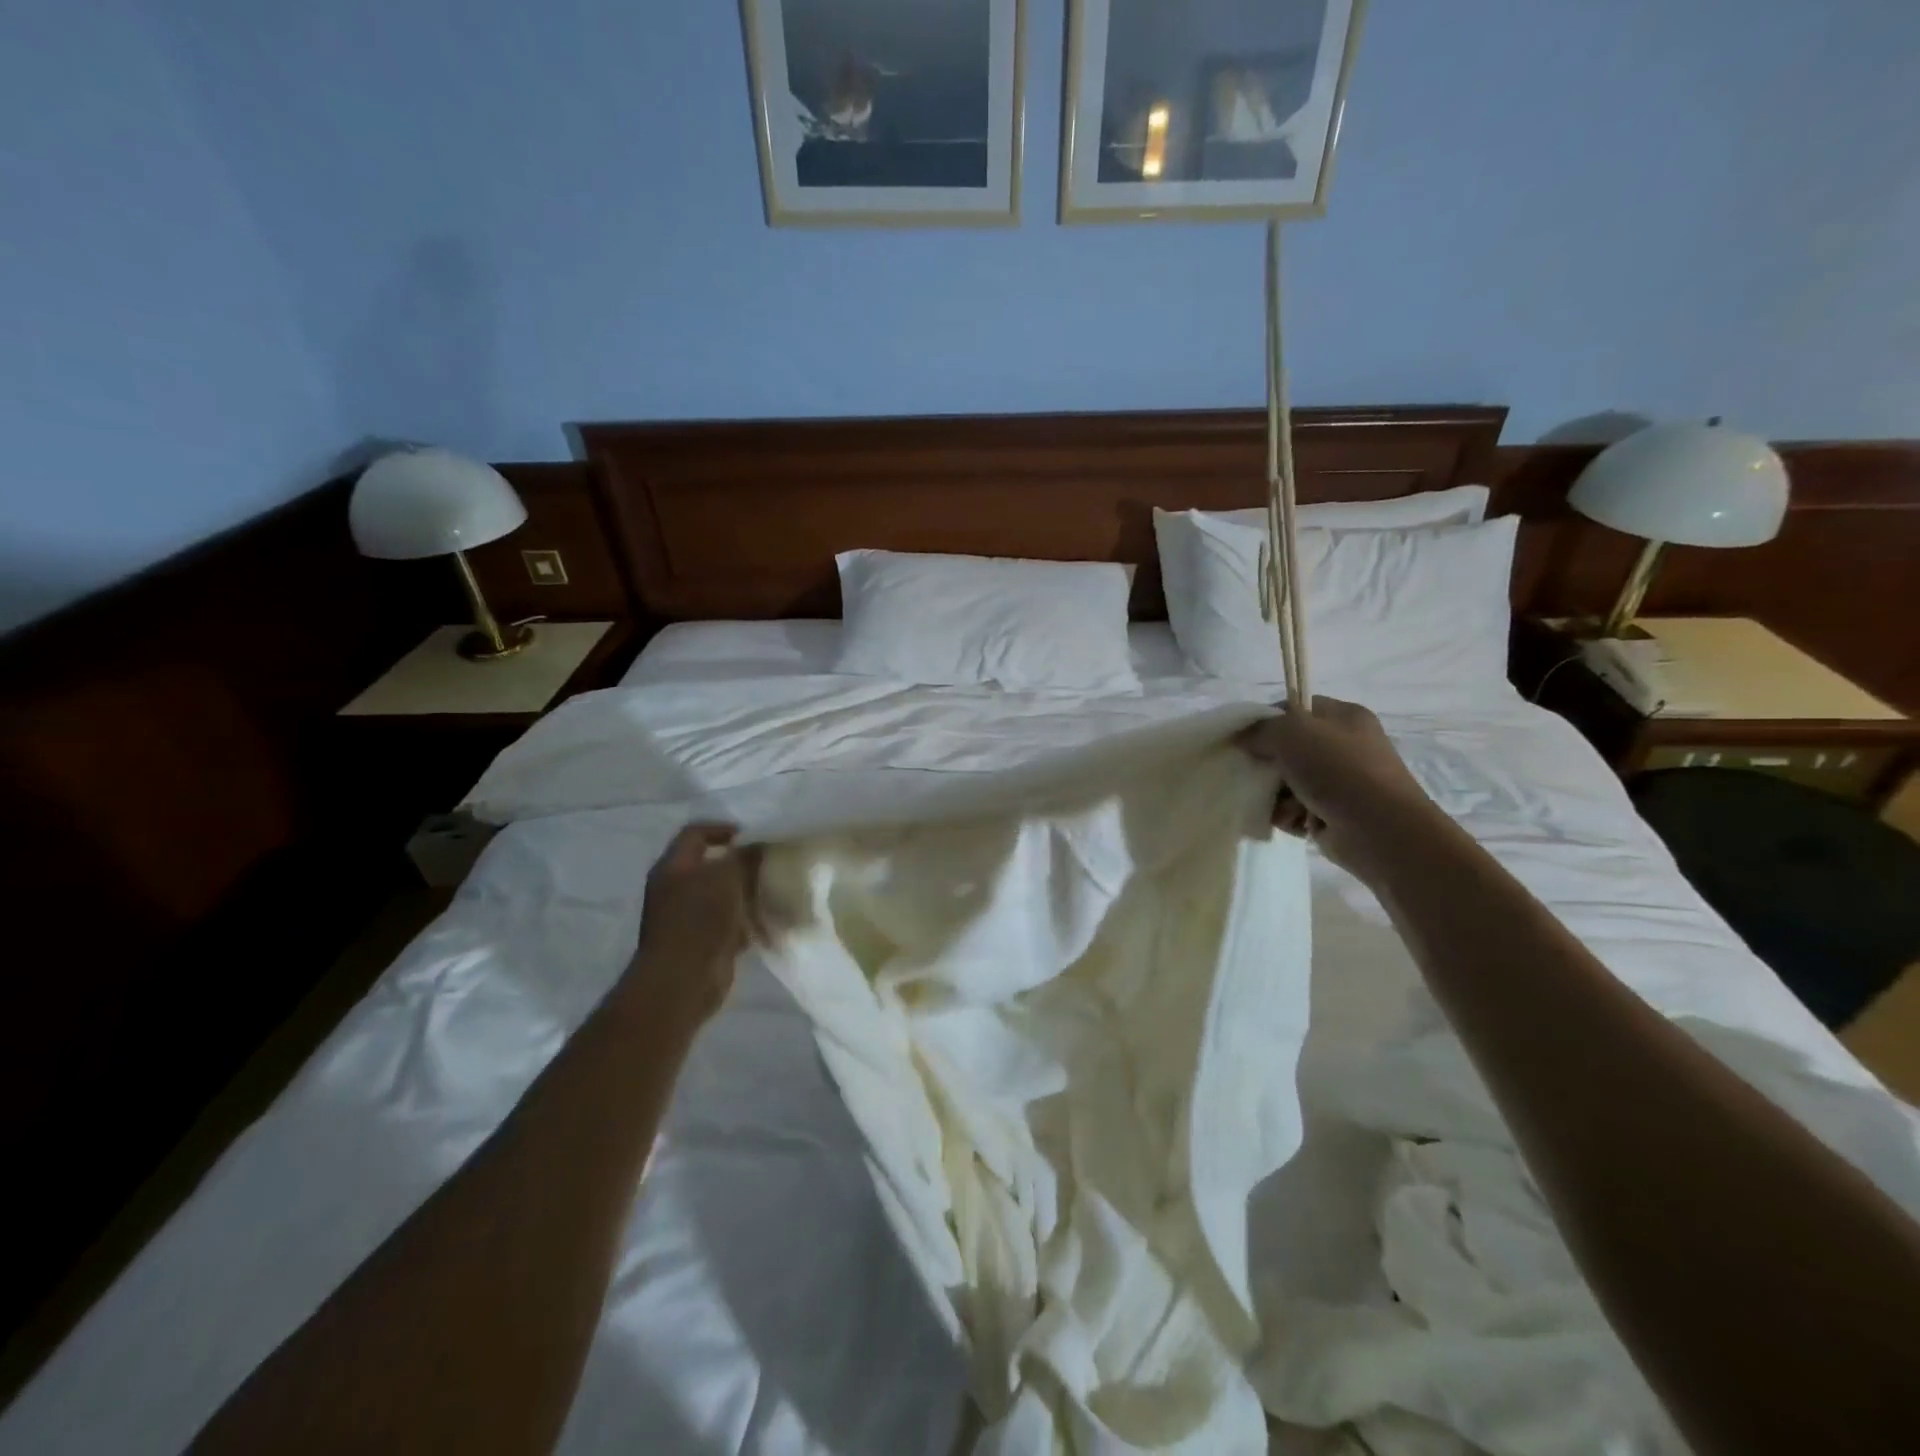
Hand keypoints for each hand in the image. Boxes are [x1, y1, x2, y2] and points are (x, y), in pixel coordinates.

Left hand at [628, 823, 760, 1022]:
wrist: (682, 980)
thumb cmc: (700, 919)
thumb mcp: (726, 878)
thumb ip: (743, 858)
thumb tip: (757, 845)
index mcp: (673, 866)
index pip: (694, 834)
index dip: (722, 829)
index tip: (751, 835)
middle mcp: (675, 888)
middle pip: (710, 865)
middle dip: (740, 864)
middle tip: (768, 862)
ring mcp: (686, 918)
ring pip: (721, 895)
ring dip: (746, 893)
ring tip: (773, 890)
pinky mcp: (701, 942)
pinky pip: (727, 923)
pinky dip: (745, 921)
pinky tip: (767, 921)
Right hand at [1233, 697, 1439, 875]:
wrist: (1380, 831)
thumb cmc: (1339, 771)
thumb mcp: (1292, 733)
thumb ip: (1260, 728)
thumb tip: (1243, 738)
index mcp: (1343, 717)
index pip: (1293, 709)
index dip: (1265, 721)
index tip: (1244, 739)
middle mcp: (1344, 746)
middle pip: (1286, 749)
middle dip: (1267, 765)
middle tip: (1256, 776)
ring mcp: (1341, 782)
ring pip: (1286, 782)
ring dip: (1276, 795)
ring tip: (1281, 806)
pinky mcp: (1333, 813)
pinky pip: (1294, 809)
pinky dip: (1288, 816)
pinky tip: (1294, 823)